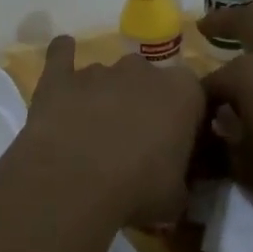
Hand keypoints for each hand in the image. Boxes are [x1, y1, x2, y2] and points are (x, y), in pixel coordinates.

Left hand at [18, 37, 205, 226]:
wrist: (72, 184)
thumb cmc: (138, 191)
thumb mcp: (178, 197)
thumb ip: (182, 176)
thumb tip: (175, 178)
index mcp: (183, 92)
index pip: (194, 97)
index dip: (185, 120)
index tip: (177, 145)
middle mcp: (142, 70)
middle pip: (148, 81)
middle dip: (143, 104)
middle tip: (134, 142)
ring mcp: (98, 70)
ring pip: (108, 76)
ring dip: (105, 97)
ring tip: (92, 134)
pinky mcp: (58, 77)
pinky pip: (61, 55)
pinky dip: (63, 57)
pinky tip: (63, 71)